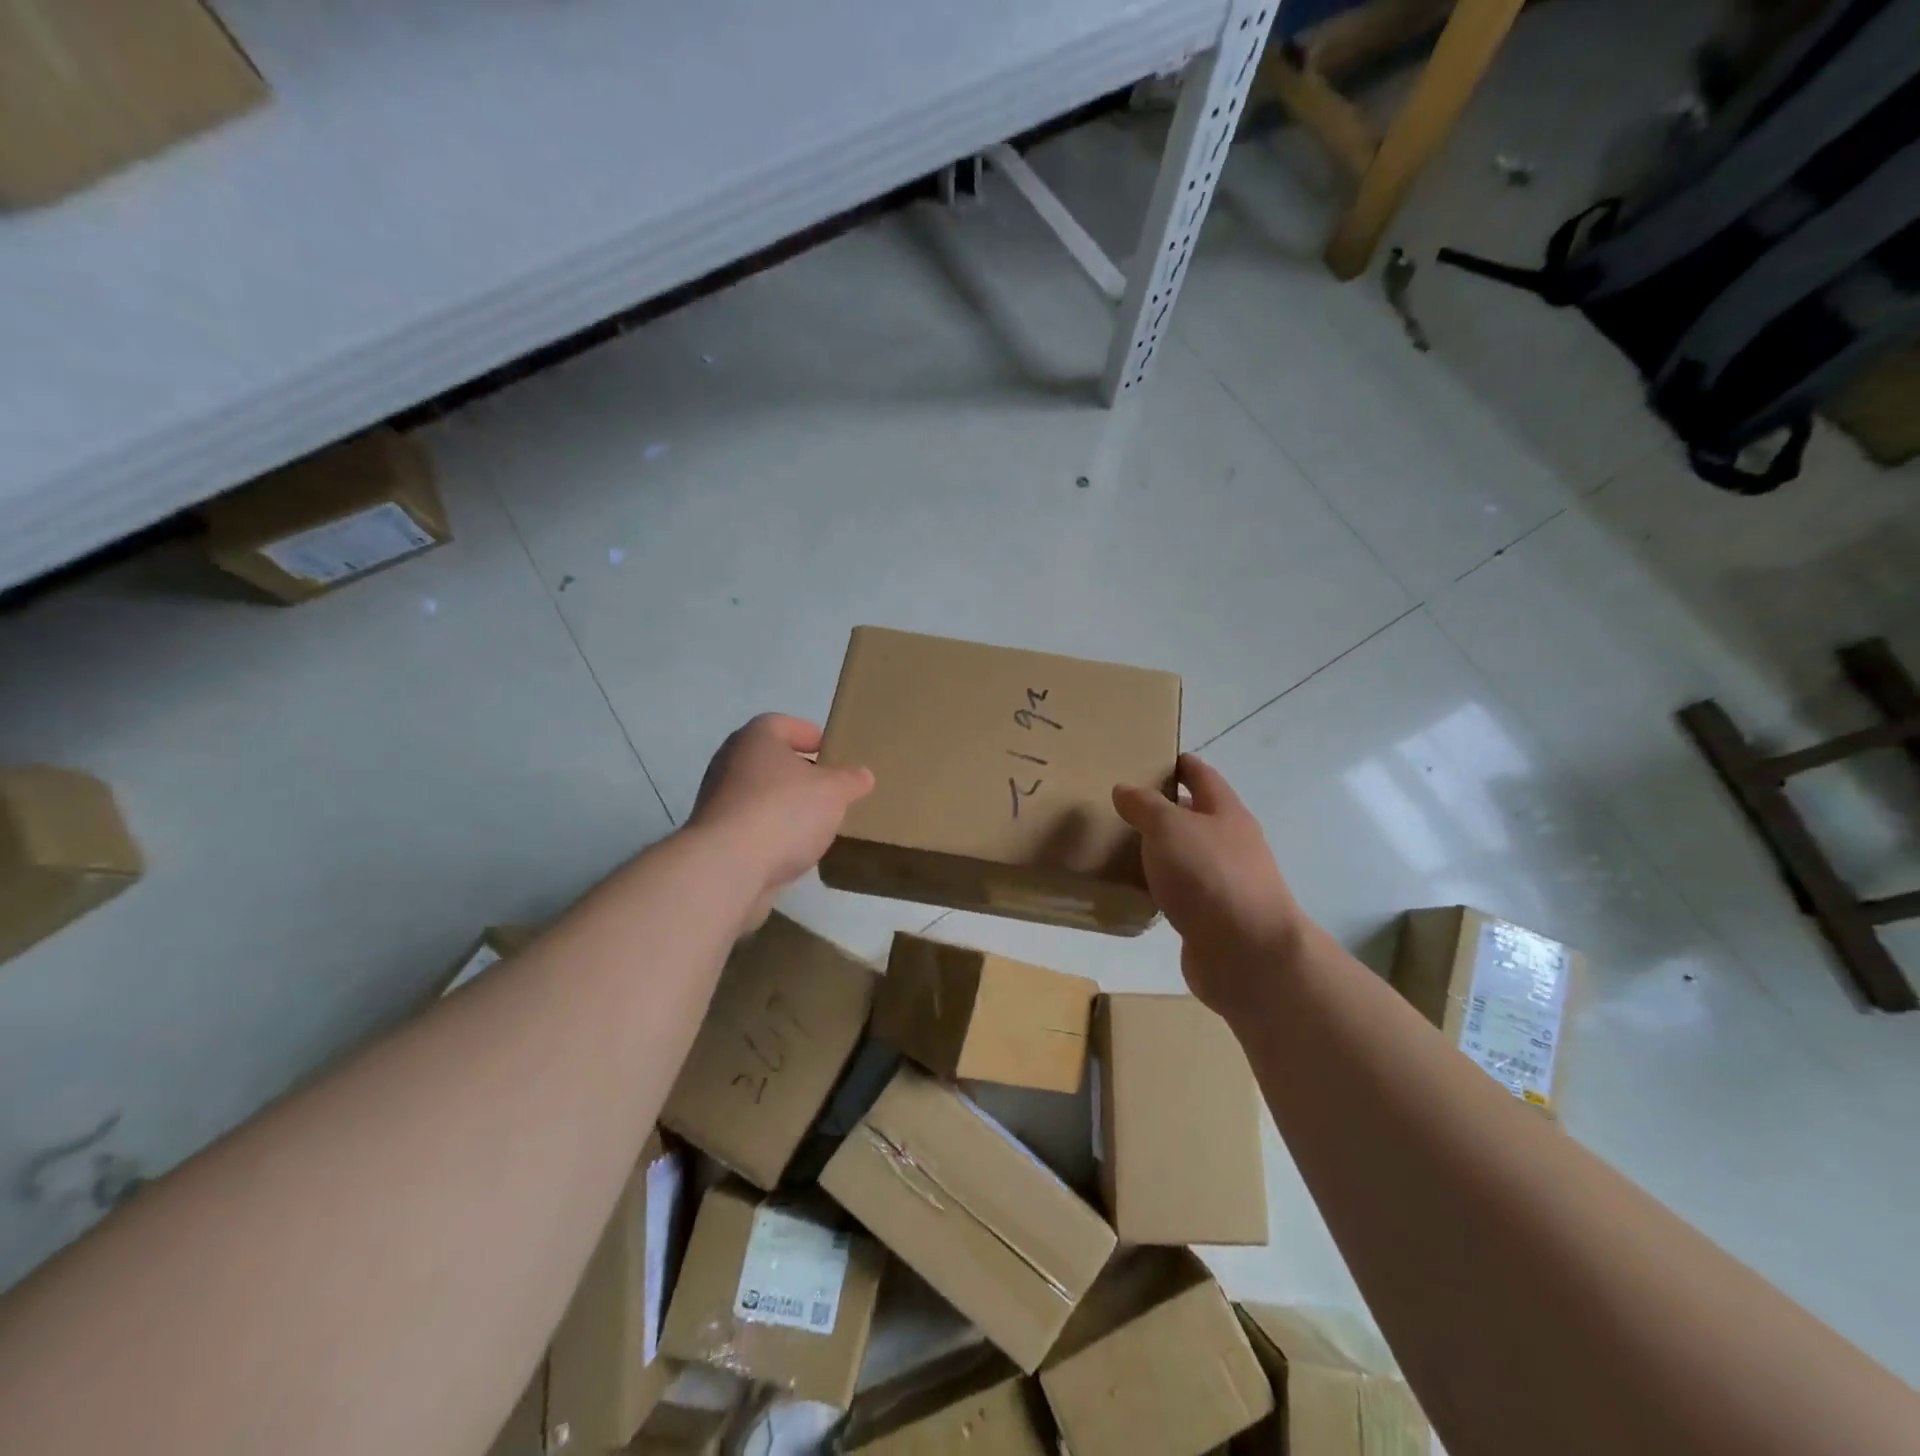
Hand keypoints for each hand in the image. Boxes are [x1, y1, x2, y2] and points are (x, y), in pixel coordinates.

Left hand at [691, 714, 874, 928]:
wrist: (727, 867)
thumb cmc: (783, 812)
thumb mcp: (833, 792)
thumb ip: (850, 780)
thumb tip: (862, 774)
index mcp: (756, 738)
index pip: (783, 724)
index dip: (809, 734)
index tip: (831, 751)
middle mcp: (730, 761)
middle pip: (771, 760)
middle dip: (800, 772)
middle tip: (830, 787)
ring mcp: (717, 800)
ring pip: (760, 794)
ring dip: (785, 804)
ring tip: (817, 821)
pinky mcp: (716, 836)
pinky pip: (752, 825)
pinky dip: (772, 831)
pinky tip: (794, 848)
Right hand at [1113, 754, 1304, 1016]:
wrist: (1247, 954)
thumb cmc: (1210, 876)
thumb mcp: (1170, 828)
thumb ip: (1145, 806)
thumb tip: (1125, 789)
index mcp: (1226, 813)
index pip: (1202, 776)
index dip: (1180, 764)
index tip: (1152, 758)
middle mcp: (1230, 844)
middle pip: (1196, 817)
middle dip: (1164, 809)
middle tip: (1121, 804)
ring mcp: (1224, 883)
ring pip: (1186, 856)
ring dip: (1160, 850)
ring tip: (1118, 844)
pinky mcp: (1211, 918)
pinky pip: (1180, 892)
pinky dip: (1160, 886)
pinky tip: (1134, 889)